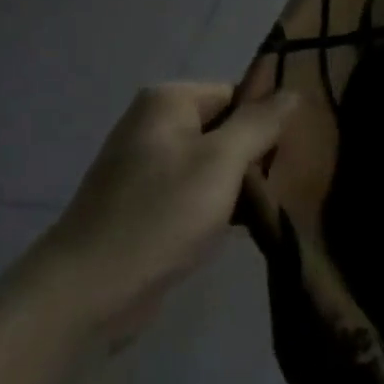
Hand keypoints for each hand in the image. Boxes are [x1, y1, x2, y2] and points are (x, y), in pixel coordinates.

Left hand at [28, 83, 296, 335]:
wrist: (89, 291)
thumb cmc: (160, 215)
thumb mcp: (221, 161)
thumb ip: (259, 124)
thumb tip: (294, 92)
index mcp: (168, 102)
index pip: (237, 94)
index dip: (267, 120)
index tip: (295, 153)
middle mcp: (154, 125)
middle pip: (225, 128)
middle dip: (256, 156)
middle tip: (289, 183)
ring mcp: (147, 167)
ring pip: (214, 164)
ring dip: (241, 185)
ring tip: (274, 207)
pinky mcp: (146, 205)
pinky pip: (195, 193)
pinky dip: (219, 206)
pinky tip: (245, 228)